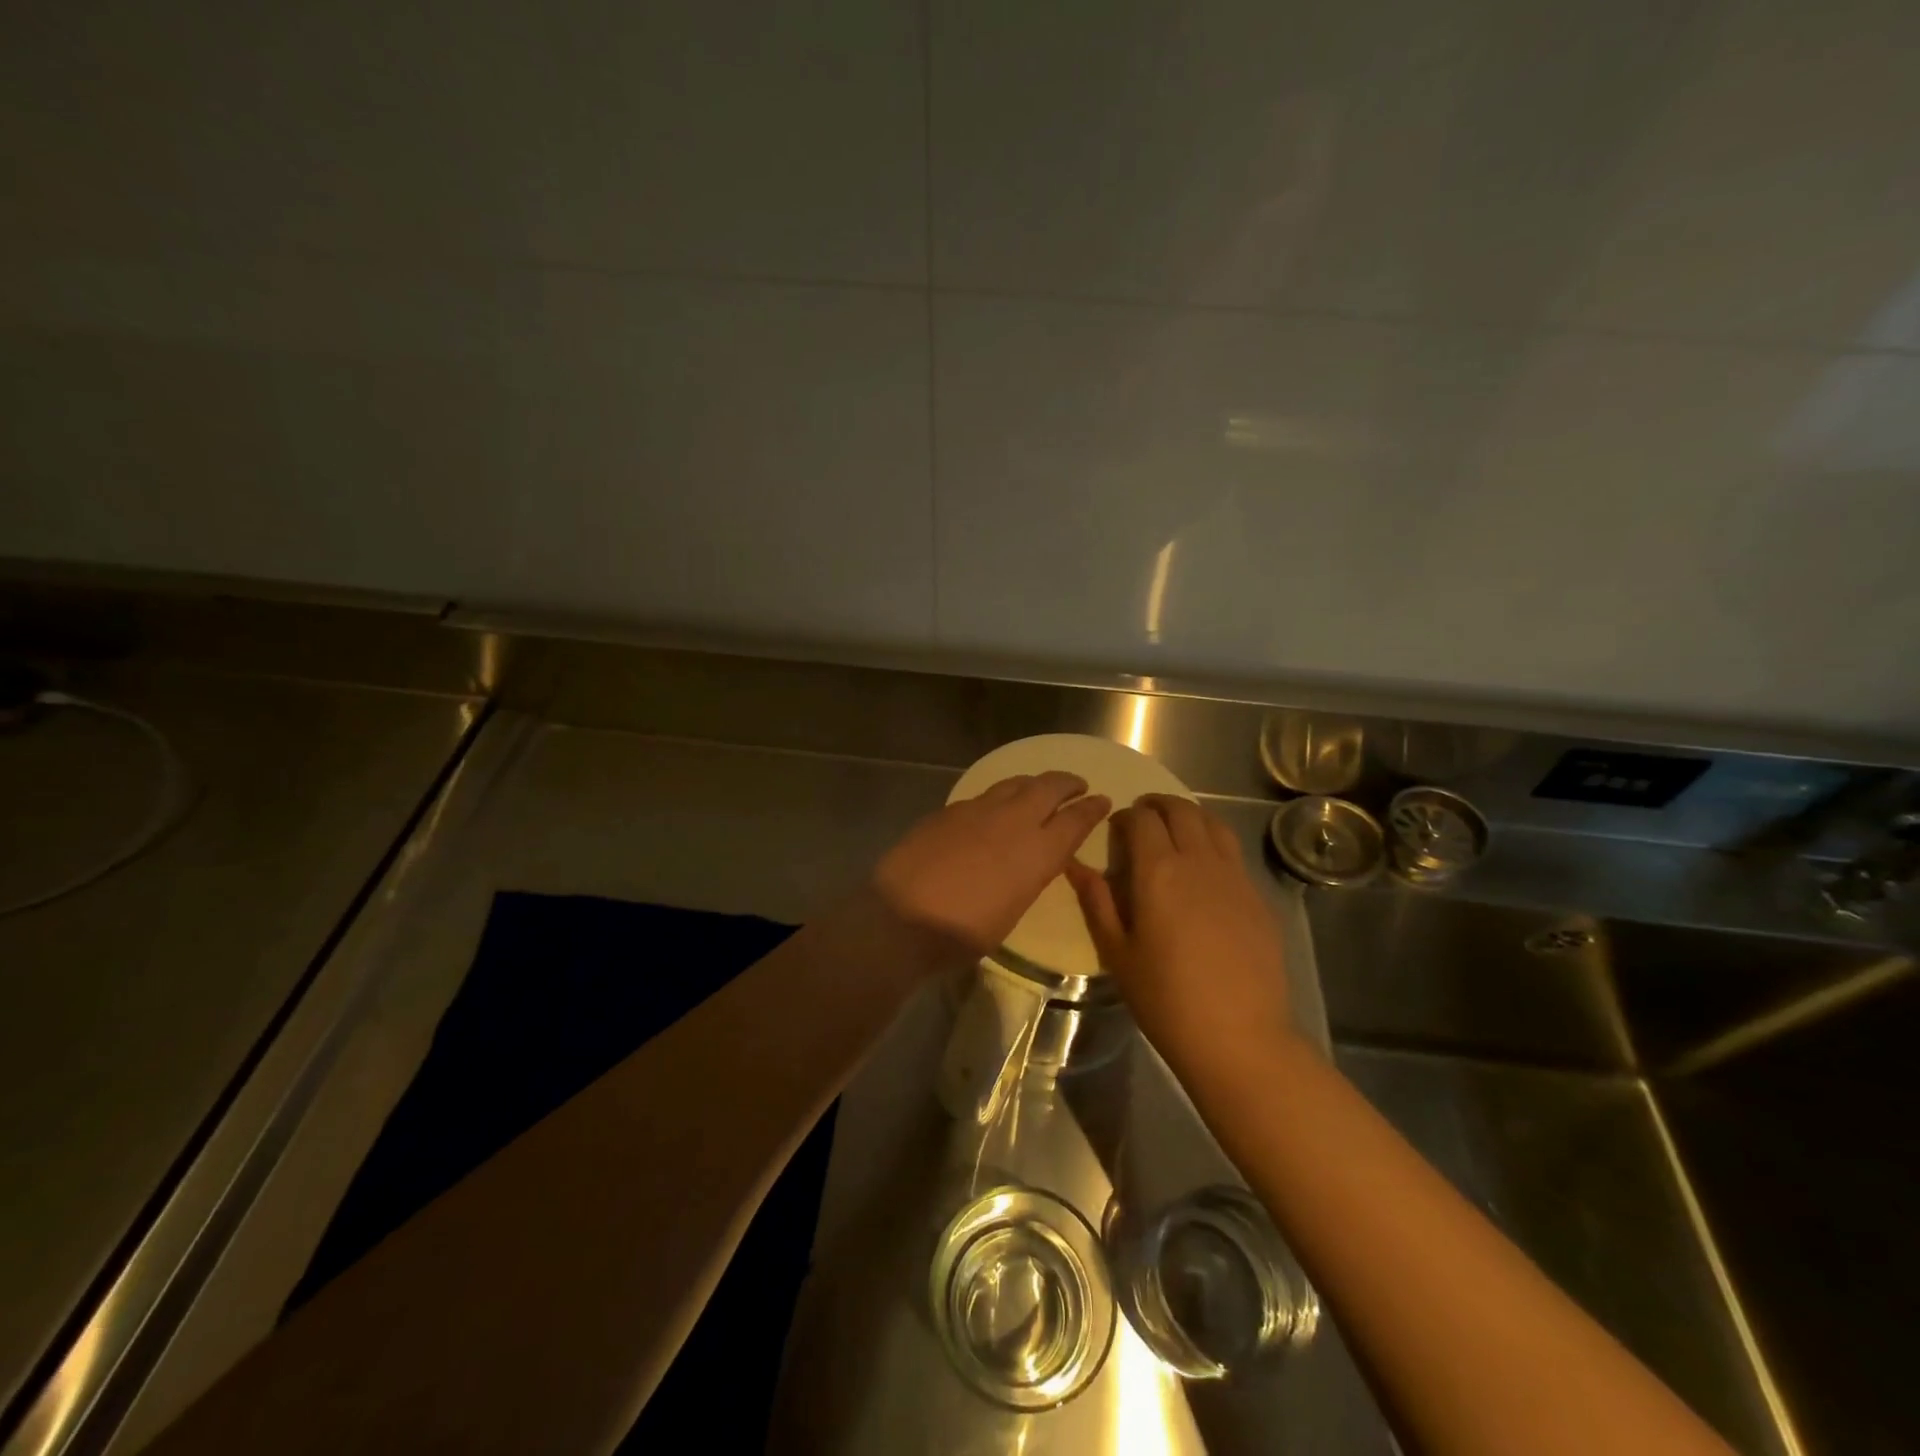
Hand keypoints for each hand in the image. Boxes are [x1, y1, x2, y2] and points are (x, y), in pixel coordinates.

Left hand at [874, 772, 1110, 955]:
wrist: (902, 917)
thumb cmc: (964, 932)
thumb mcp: (1012, 911)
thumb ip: (1028, 876)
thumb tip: (1030, 860)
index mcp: (1037, 852)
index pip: (1076, 820)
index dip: (1092, 809)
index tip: (1102, 800)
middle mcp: (1013, 821)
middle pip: (1049, 787)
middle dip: (1068, 783)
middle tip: (1077, 785)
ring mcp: (978, 810)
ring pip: (1015, 783)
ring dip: (1033, 783)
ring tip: (1038, 788)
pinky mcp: (949, 810)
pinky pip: (983, 795)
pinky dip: (998, 797)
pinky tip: (993, 809)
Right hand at [1067, 795, 1294, 1079]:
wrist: (1239, 1036)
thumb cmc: (1165, 998)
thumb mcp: (1117, 952)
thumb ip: (1097, 902)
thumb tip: (1075, 865)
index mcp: (1159, 871)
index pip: (1142, 819)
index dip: (1126, 816)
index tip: (1116, 828)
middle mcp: (1199, 861)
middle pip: (1181, 811)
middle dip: (1158, 805)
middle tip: (1143, 817)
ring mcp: (1235, 877)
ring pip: (1213, 824)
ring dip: (1189, 816)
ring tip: (1175, 829)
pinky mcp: (1257, 896)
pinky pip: (1233, 852)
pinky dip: (1214, 841)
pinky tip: (1205, 867)